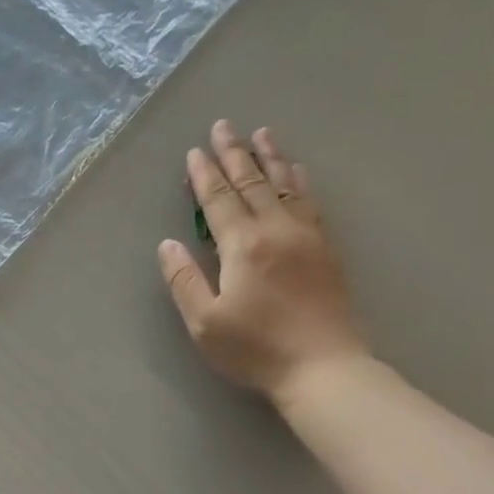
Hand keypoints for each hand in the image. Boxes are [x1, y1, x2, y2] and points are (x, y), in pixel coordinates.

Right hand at [159, 120, 366, 399]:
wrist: (322, 366)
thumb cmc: (256, 349)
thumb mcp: (206, 323)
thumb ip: (184, 280)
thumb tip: (167, 244)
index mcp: (242, 246)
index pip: (218, 201)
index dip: (204, 176)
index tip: (195, 152)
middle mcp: (276, 230)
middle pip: (252, 183)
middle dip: (234, 154)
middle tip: (223, 126)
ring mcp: (306, 236)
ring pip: (285, 185)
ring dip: (270, 158)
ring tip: (261, 134)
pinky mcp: (326, 249)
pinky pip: (310, 201)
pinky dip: (299, 180)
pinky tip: (296, 171)